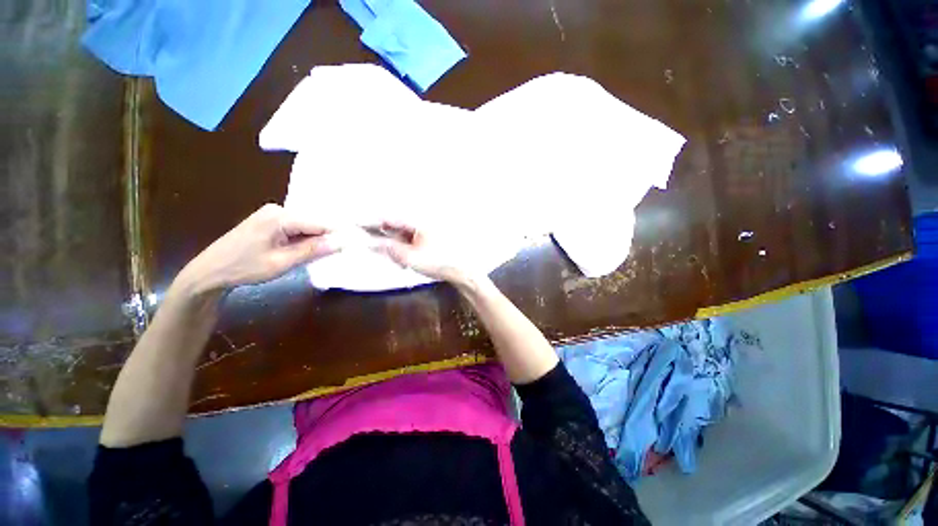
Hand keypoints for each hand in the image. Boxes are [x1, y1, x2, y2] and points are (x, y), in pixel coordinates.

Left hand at [176, 204, 338, 295]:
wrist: (209, 272)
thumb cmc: (244, 268)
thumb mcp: (282, 262)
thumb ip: (312, 250)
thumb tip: (341, 243)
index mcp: (280, 217)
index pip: (319, 224)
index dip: (336, 236)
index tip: (351, 246)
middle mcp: (277, 210)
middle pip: (312, 223)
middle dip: (324, 238)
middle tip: (334, 254)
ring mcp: (271, 214)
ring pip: (305, 227)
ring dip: (313, 240)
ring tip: (320, 255)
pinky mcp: (268, 221)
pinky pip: (294, 228)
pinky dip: (302, 239)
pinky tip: (303, 250)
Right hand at [369, 221, 480, 285]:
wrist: (463, 272)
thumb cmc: (438, 262)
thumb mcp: (410, 257)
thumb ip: (388, 249)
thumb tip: (368, 242)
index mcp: (417, 221)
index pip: (388, 218)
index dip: (371, 222)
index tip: (355, 226)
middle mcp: (421, 223)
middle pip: (395, 227)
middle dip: (385, 239)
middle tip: (377, 251)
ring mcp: (426, 232)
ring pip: (402, 236)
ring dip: (395, 248)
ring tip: (399, 262)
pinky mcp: (429, 240)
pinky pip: (411, 242)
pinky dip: (405, 251)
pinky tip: (406, 262)